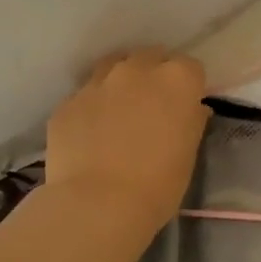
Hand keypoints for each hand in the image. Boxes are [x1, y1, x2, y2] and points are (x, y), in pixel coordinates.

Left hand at [42, 49, 209, 231]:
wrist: (99, 204)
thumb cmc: (159, 183)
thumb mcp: (189, 152)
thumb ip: (191, 121)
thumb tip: (192, 110)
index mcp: (176, 80)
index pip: (190, 68)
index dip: (189, 86)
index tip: (186, 106)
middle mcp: (137, 70)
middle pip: (150, 57)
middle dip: (154, 75)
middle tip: (154, 106)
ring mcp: (98, 83)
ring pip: (113, 67)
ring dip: (121, 82)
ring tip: (121, 110)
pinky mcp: (68, 103)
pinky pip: (86, 96)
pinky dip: (93, 107)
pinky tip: (93, 134)